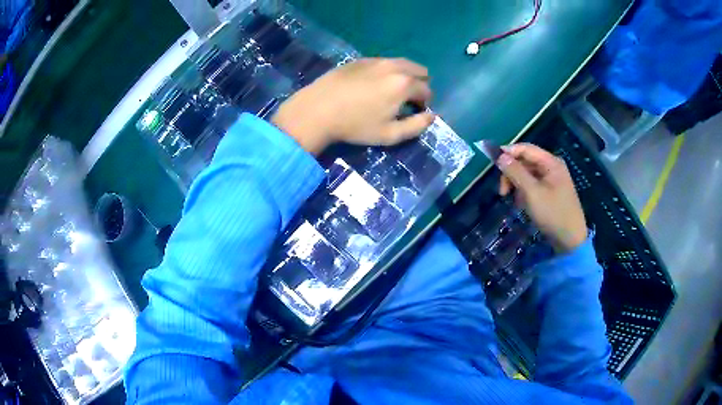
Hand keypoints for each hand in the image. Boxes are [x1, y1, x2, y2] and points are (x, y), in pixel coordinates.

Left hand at [271, 58, 435, 154]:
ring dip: (405, 76)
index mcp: (404, 84)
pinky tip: (372, 85)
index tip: (412, 113)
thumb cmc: (355, 125)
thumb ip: (416, 126)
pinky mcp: (360, 59)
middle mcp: (394, 66)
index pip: (427, 90)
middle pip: (419, 71)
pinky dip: (387, 71)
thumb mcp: (390, 134)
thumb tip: (433, 117)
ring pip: (401, 63)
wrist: (317, 109)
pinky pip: (383, 62)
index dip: (424, 104)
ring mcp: (376, 60)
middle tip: (405, 100)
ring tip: (390, 92)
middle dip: (419, 85)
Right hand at [497, 143, 587, 252]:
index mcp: (550, 162)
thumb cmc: (553, 213)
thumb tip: (499, 156)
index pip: (525, 149)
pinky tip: (522, 205)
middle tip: (502, 192)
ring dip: (517, 185)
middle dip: (511, 174)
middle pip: (525, 161)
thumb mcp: (532, 192)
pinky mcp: (550, 192)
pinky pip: (532, 186)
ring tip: (515, 202)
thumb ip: (515, 172)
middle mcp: (551, 167)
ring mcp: (551, 180)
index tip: (492, 164)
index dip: (508, 152)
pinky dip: (524, 193)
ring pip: (527, 175)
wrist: (570, 240)